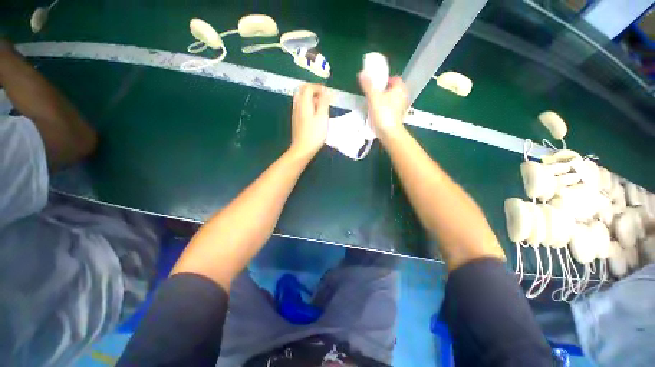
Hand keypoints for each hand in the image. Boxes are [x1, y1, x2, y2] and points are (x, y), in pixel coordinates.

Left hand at [289, 83, 330, 158]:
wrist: (302, 149)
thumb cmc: (314, 134)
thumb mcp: (322, 117)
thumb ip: (324, 102)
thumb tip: (326, 91)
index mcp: (303, 103)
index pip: (308, 87)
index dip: (318, 87)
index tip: (327, 92)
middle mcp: (297, 106)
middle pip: (302, 90)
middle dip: (313, 90)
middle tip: (323, 96)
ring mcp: (295, 114)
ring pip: (301, 99)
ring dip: (310, 98)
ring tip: (321, 105)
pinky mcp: (296, 121)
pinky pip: (301, 107)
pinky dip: (308, 105)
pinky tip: (315, 114)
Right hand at [358, 73, 408, 141]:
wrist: (389, 133)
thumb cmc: (383, 113)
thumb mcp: (373, 97)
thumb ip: (368, 85)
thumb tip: (362, 73)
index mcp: (400, 89)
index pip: (395, 79)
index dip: (386, 80)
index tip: (377, 84)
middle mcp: (403, 96)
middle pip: (393, 89)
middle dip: (384, 90)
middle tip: (373, 94)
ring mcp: (402, 108)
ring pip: (392, 99)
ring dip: (384, 100)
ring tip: (374, 104)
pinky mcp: (398, 117)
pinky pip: (391, 108)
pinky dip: (386, 108)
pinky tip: (378, 113)